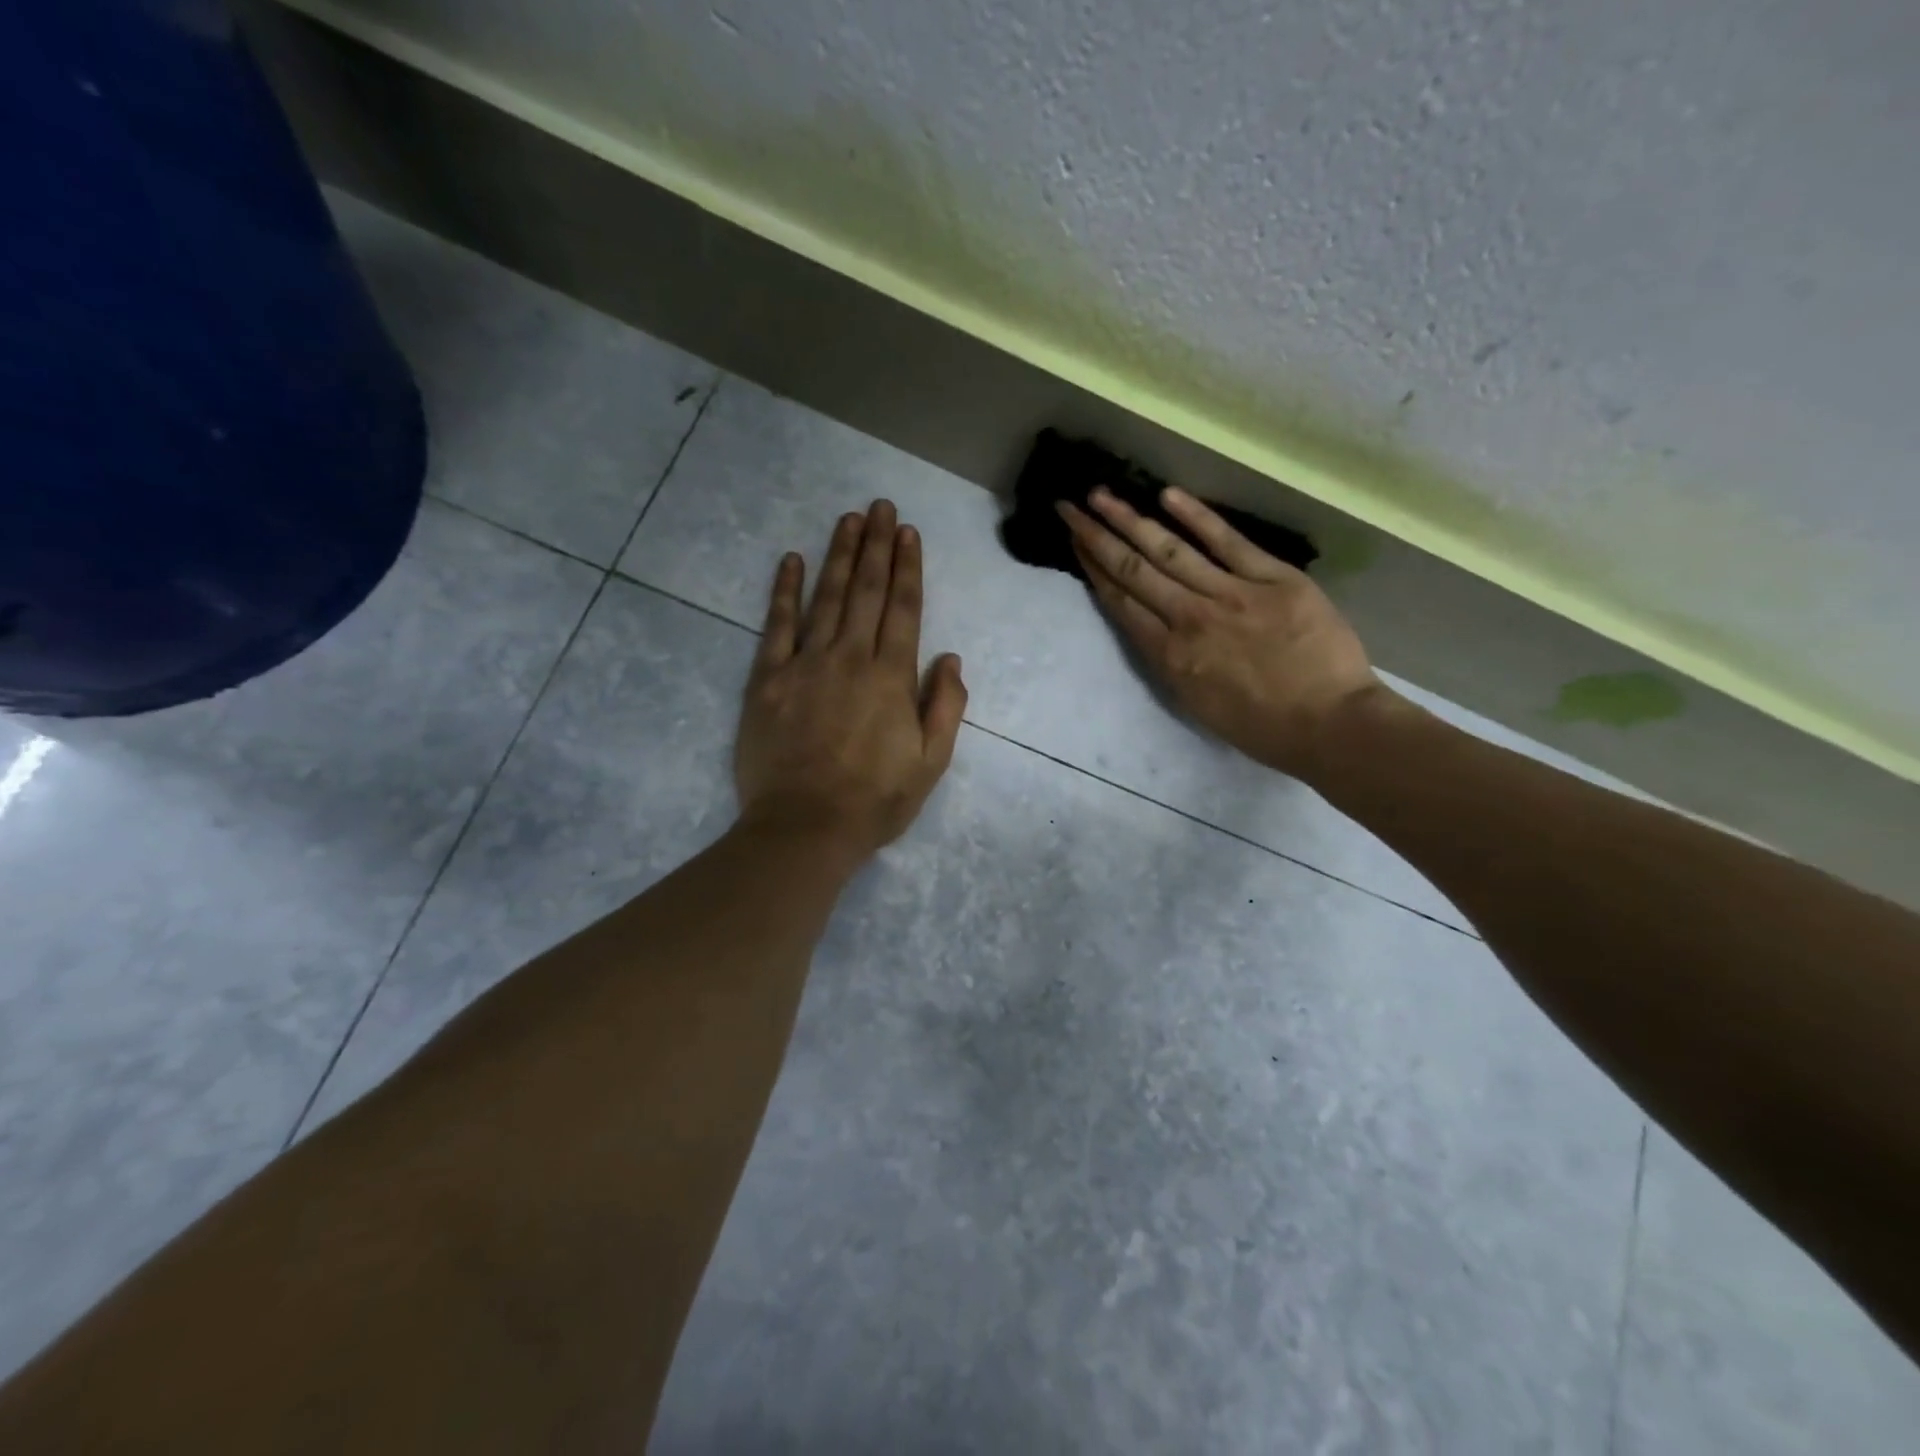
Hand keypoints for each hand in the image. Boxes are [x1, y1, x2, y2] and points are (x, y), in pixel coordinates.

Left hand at [735, 500, 967, 860]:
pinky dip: (784, 591)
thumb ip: (945, 707)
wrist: (804, 828)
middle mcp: (850, 658)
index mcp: (891, 677)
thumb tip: (950, 658)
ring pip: (827, 598)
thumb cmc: (874, 801)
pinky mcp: (767, 679)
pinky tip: (791, 561)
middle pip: (867, 592)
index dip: (907, 568)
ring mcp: (805, 664)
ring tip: (848, 519)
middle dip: (876, 547)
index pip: (904, 609)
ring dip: (839, 556)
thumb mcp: (931, 763)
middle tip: (880, 507)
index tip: (908, 533)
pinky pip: (776, 625)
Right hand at [1059, 485, 1382, 779]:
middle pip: (1133, 571)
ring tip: (1100, 494)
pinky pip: (1228, 542)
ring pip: (1169, 551)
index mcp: (1171, 656)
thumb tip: (1151, 626)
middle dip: (1097, 536)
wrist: (1330, 725)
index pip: (1122, 604)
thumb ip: (1170, 661)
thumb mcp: (1197, 704)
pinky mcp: (1272, 579)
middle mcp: (1190, 619)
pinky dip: (1197, 517)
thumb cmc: (1262, 727)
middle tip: (1069, 506)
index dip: (1094, 570)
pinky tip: (1167, 496)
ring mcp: (1231, 595)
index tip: (1075, 544)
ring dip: (1130, 520)